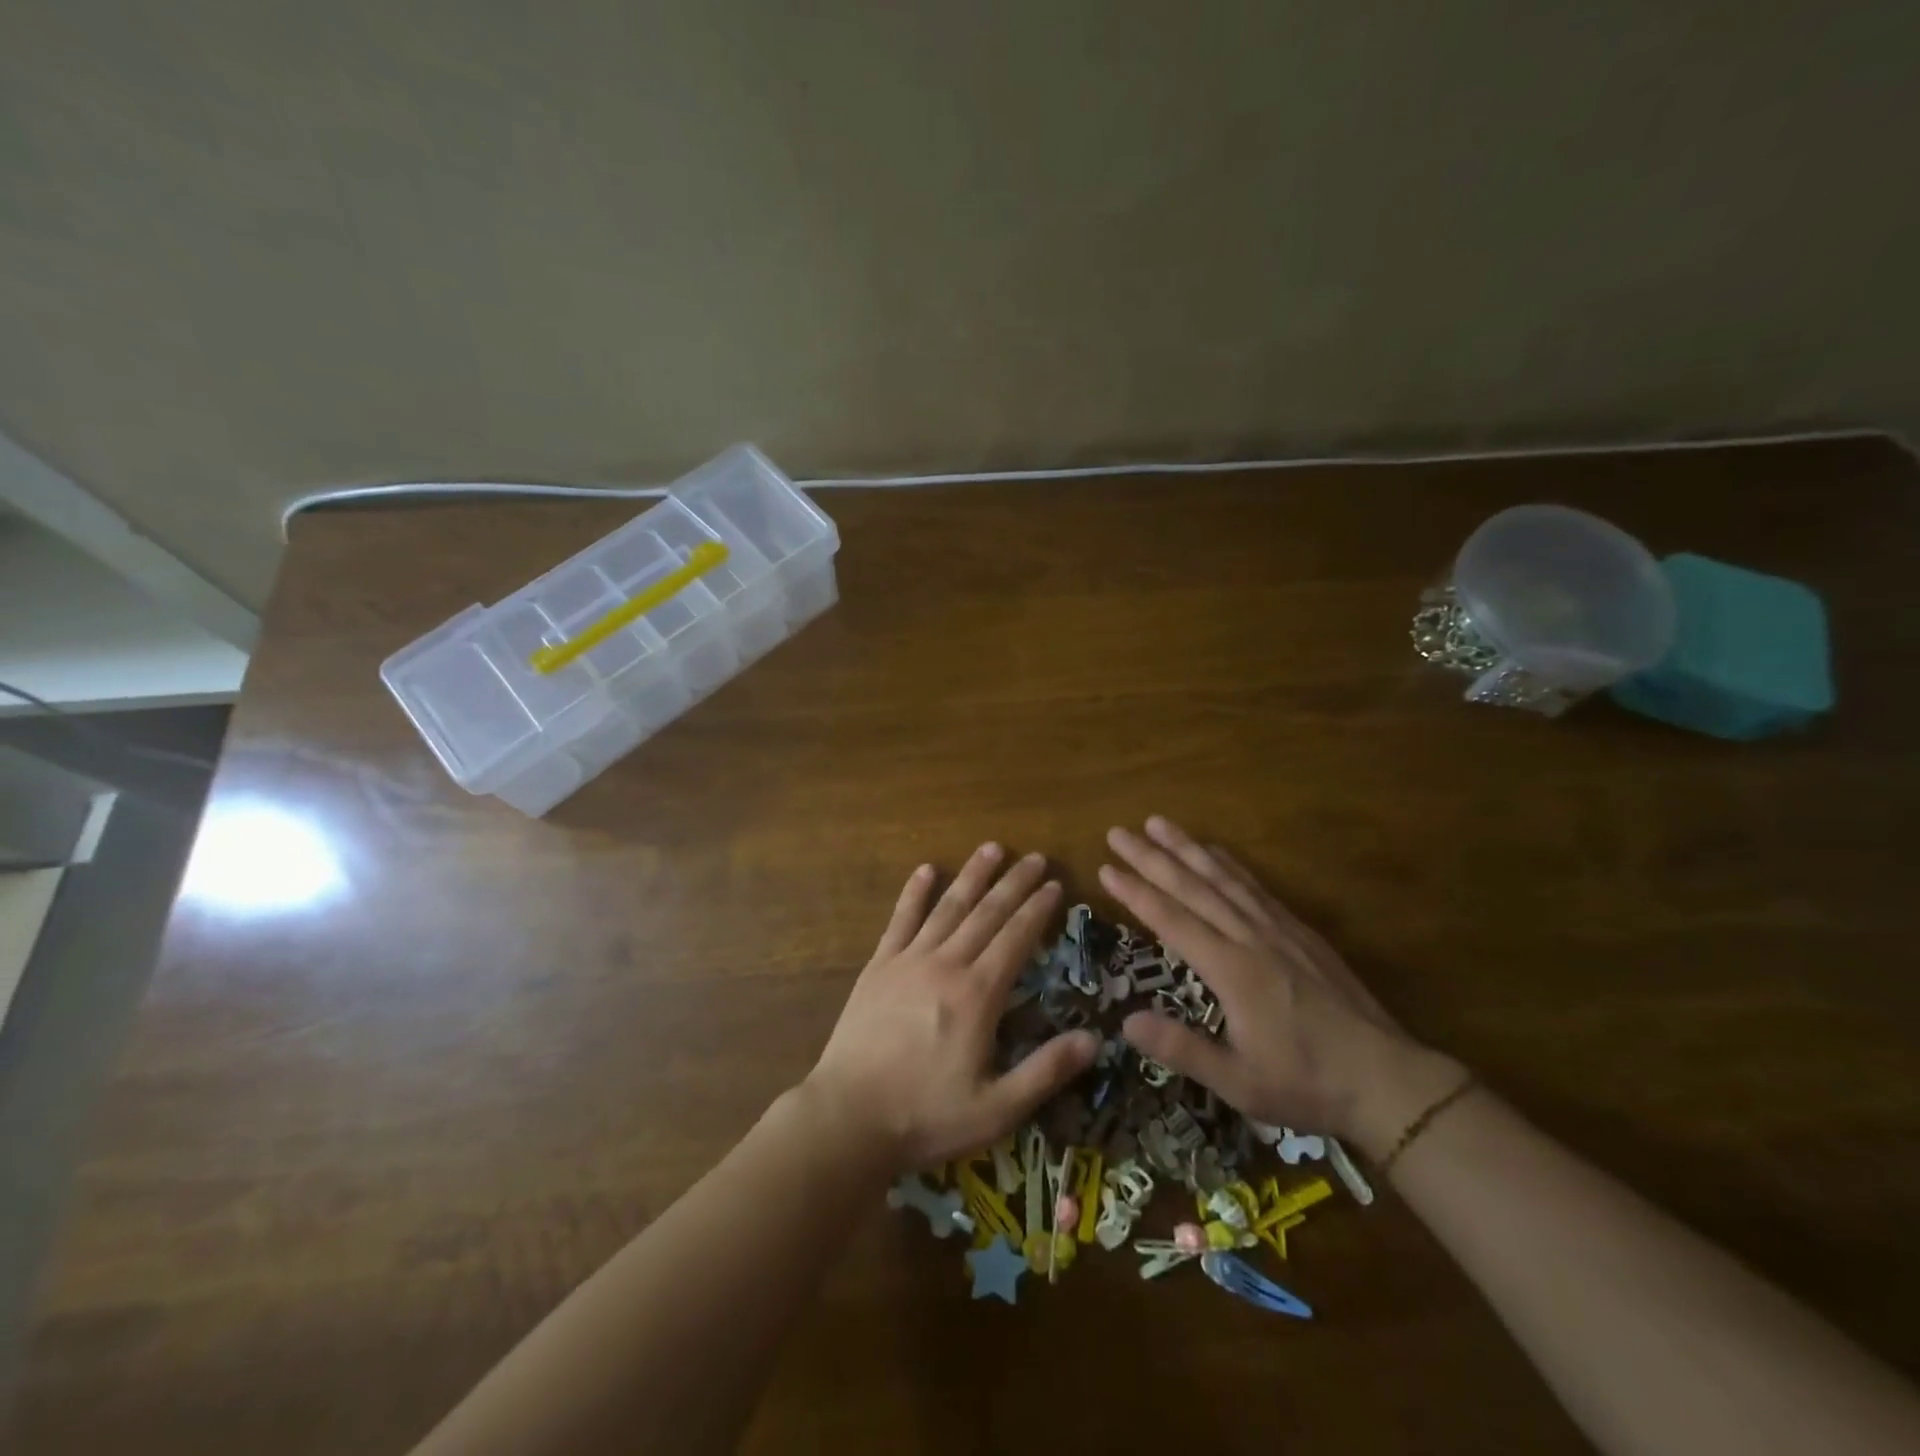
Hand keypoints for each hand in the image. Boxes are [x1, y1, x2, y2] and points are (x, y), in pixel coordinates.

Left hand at [806, 843, 1099, 1175]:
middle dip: (1014, 883)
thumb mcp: (997, 1109)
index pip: (1016, 939)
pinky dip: (914, 892)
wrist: (848, 1117)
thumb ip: (1046, 1071)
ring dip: (972, 875)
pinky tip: (925, 869)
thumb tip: (1095, 1039)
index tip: (1055, 885)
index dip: (1038, 910)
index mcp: (978, 995)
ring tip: (992, 848)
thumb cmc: (925, 1116)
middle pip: (987, 913)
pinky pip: (900, 919)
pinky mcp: (878, 966)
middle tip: (1036, 858)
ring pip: (948, 907)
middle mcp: (946, 965)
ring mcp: (908, 960)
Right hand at [1100, 816, 1461, 1149]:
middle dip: (1151, 857)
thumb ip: (1182, 1050)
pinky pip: (1255, 886)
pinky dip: (1229, 863)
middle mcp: (1250, 937)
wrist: (1387, 1078)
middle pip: (1192, 886)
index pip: (1172, 920)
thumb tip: (1125, 1022)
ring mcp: (1277, 929)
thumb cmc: (1307, 1083)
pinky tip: (1215, 851)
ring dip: (1187, 848)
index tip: (1106, 868)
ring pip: (1223, 877)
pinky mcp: (1298, 930)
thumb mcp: (1240, 1083)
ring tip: (1158, 823)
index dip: (1136, 892)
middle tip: (1118, 832)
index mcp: (1232, 970)